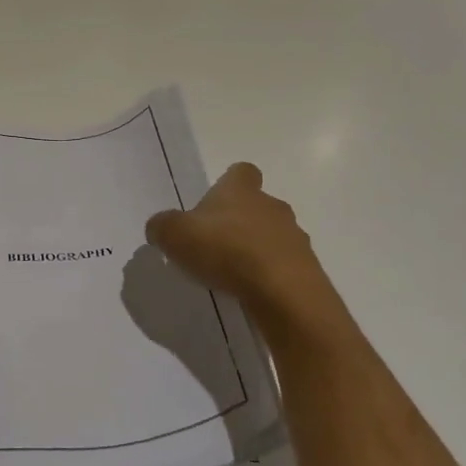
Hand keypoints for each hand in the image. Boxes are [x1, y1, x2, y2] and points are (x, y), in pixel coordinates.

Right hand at [146, 163, 355, 346]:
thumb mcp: (174, 235)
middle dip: (239, 221)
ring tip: (232, 274)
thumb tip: (160, 227)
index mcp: (242, 190)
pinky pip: (283, 266)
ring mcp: (294, 238)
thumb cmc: (226, 250)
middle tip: (214, 244)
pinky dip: (268, 275)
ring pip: (272, 236)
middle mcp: (272, 206)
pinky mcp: (306, 269)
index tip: (214, 203)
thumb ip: (162, 226)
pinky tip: (251, 292)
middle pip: (256, 205)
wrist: (283, 292)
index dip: (228, 184)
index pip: (241, 173)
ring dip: (255, 249)